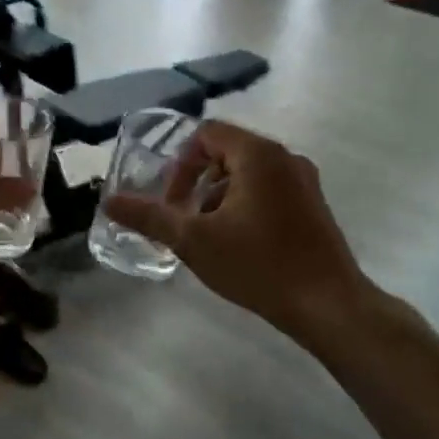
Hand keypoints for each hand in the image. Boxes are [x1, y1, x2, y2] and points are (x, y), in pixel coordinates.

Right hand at [105, 120, 373, 341]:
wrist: (328, 304)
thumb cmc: (258, 264)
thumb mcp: (194, 240)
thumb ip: (150, 217)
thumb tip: (110, 202)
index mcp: (258, 155)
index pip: (207, 134)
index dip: (179, 163)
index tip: (171, 201)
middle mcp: (285, 158)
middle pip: (227, 153)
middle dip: (196, 183)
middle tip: (184, 220)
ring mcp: (304, 182)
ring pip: (248, 175)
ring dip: (218, 197)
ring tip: (208, 237)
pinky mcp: (313, 207)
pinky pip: (268, 192)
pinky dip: (244, 207)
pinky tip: (238, 246)